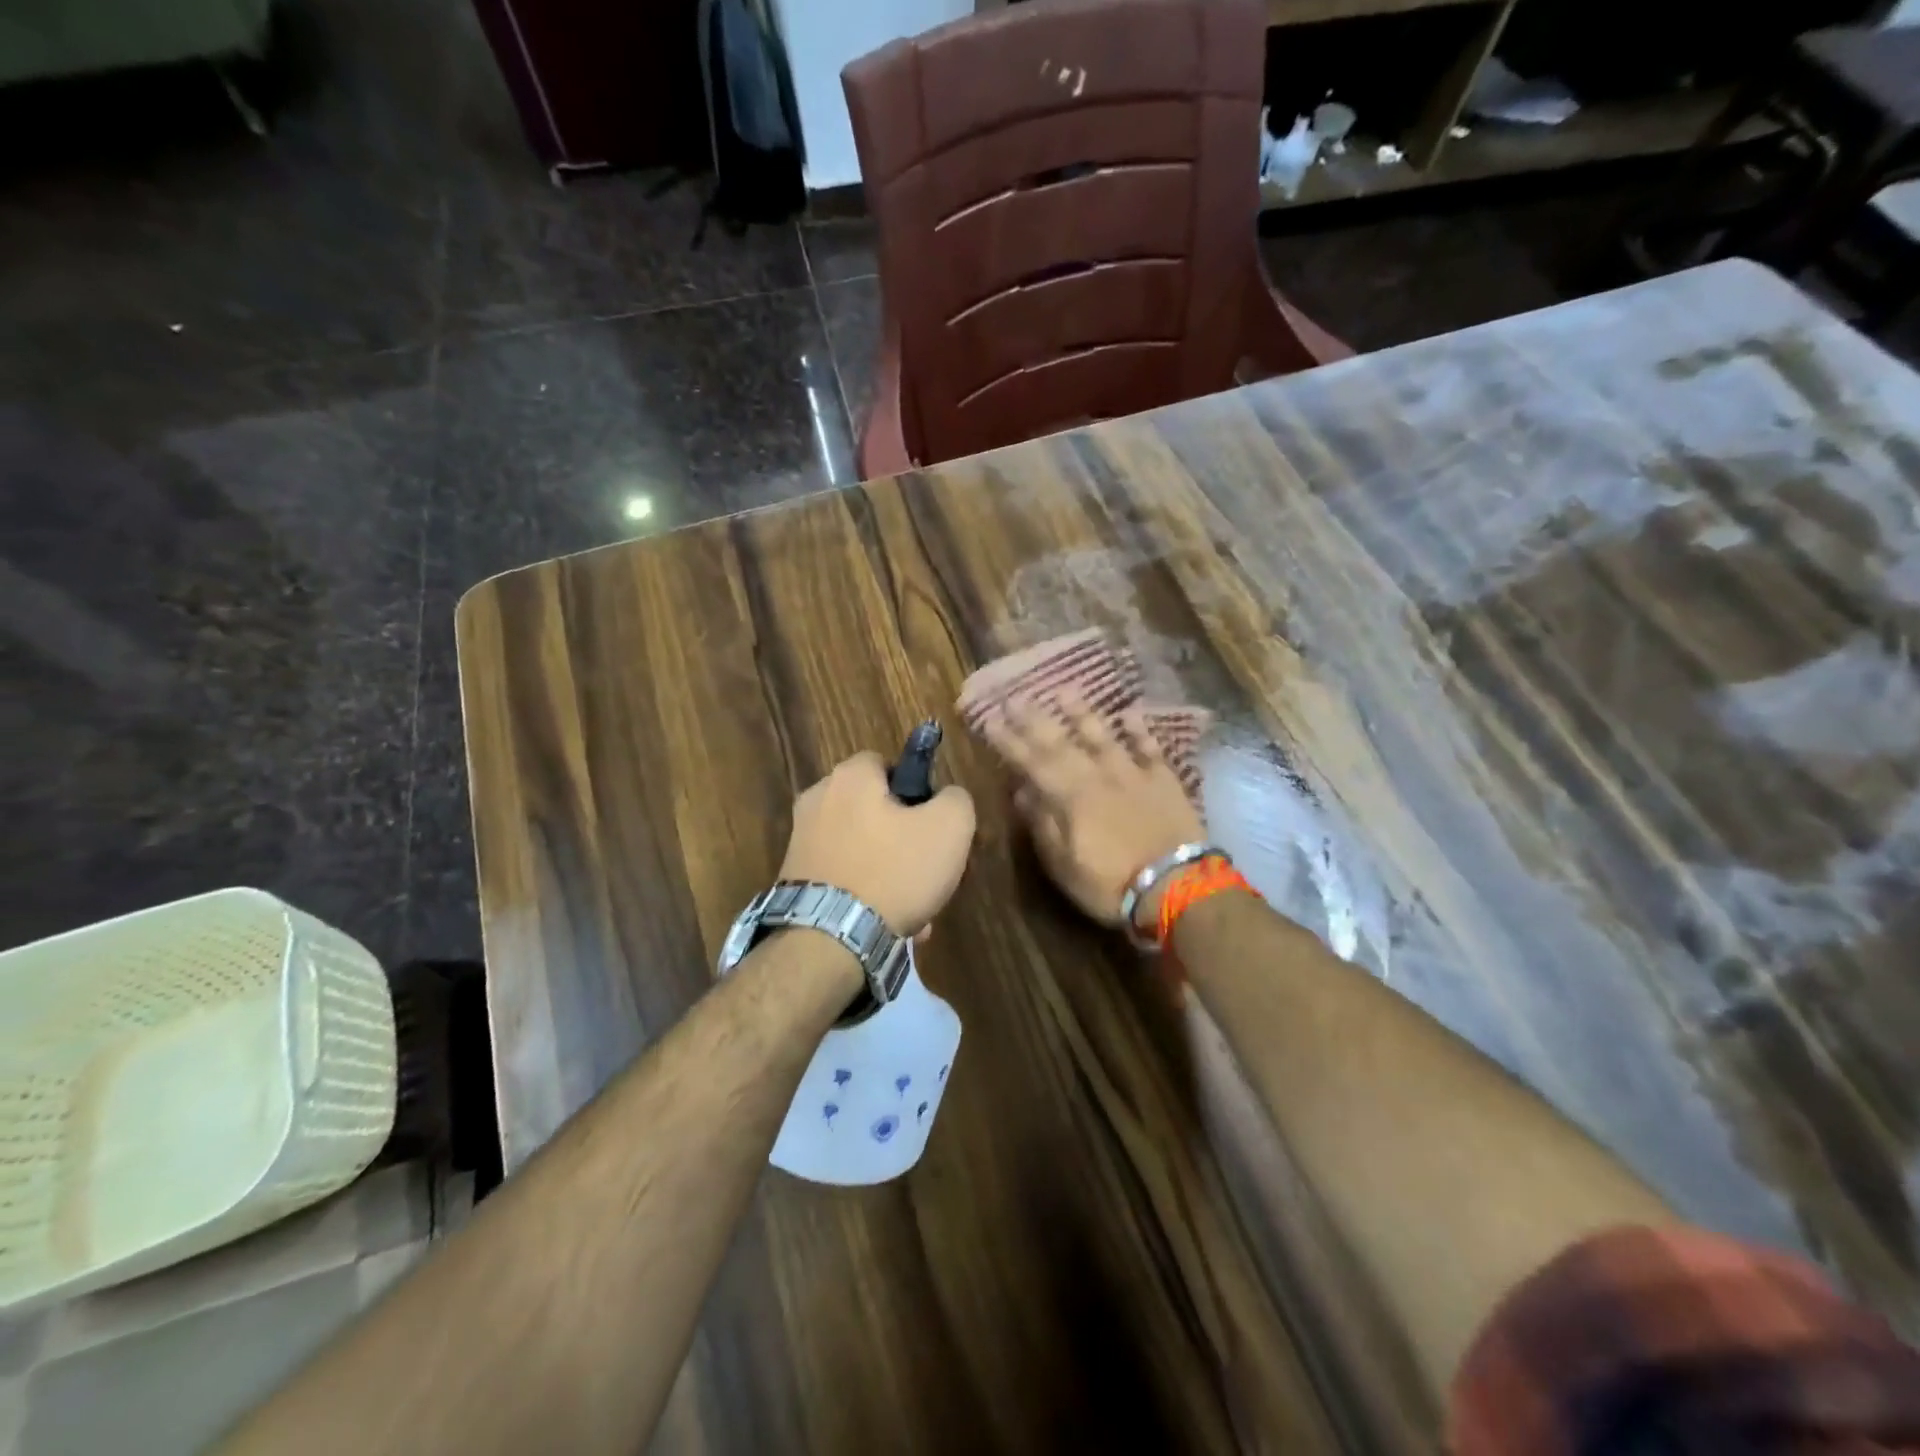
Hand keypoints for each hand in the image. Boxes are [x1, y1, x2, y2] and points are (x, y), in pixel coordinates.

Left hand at [778, 751, 975, 937]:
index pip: (887, 763)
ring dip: (890, 874)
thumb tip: (946, 798)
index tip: (934, 822)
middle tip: (929, 869)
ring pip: (863, 849)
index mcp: (849, 777)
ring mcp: (800, 842)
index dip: (916, 788)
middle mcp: (817, 801)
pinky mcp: (794, 880)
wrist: (829, 940)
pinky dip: (866, 895)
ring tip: (915, 909)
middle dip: (905, 839)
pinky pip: (844, 878)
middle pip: (875, 810)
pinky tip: (889, 925)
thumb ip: (956, 799)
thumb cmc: (893, 872)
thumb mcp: (950, 827)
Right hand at [980, 699, 1203, 930]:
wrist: (1176, 887)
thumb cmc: (1110, 884)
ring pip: (1103, 736)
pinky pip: (1150, 748)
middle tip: (1017, 696)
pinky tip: (1130, 712)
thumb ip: (1042, 824)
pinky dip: (1139, 730)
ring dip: (1082, 713)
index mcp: (1069, 797)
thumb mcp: (1063, 865)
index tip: (990, 719)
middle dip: (1036, 719)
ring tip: (1065, 690)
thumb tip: (1021, 792)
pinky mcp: (1164, 781)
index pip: (1031, 762)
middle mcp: (1097, 776)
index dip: (1009, 740)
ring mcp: (1133, 775)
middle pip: (1062, 742)